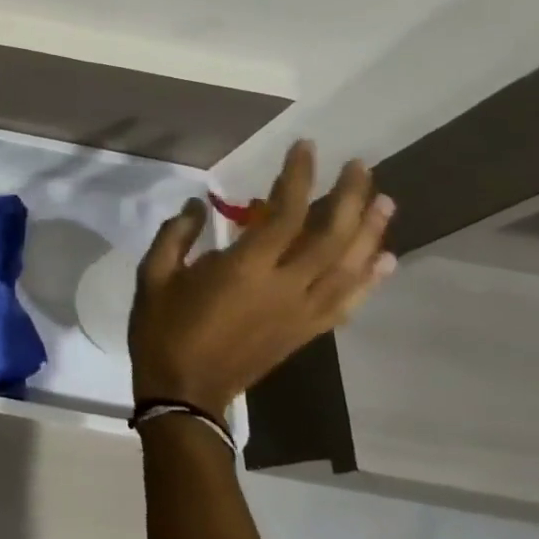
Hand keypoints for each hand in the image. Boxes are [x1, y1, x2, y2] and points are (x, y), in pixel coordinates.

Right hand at [128, 141, 395, 416]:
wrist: (186, 390)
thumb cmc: (163, 328)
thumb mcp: (153, 275)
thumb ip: (176, 235)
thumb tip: (198, 205)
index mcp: (244, 269)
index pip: (284, 213)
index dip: (298, 178)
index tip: (306, 148)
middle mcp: (285, 287)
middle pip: (331, 236)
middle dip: (350, 197)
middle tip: (360, 167)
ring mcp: (302, 312)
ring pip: (349, 267)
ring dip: (371, 232)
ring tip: (384, 201)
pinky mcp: (307, 332)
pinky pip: (348, 302)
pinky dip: (370, 279)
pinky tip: (384, 260)